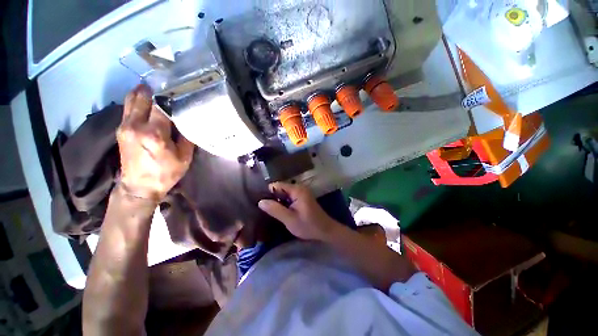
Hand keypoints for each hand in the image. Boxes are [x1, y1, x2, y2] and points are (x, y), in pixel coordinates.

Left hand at [116, 84, 194, 201]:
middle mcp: (136, 126)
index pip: (161, 106)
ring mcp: (125, 127)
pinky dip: (136, 102)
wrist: (139, 187)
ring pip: (131, 100)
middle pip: (142, 98)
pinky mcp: (120, 130)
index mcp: (154, 134)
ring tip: (154, 89)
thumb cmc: (166, 173)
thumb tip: (187, 121)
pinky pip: (127, 109)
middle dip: (154, 90)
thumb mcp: (184, 157)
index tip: (179, 91)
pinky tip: (144, 102)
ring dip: (142, 93)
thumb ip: (186, 137)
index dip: (170, 97)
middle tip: (166, 86)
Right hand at [258, 182, 340, 240]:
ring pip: (284, 193)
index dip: (267, 192)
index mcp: (297, 190)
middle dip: (272, 197)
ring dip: (277, 200)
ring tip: (269, 210)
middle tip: (263, 208)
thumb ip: (275, 209)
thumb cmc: (308, 225)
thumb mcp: (289, 219)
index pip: (276, 185)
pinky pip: (289, 196)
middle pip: (280, 188)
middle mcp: (299, 187)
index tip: (260, 202)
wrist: (325, 230)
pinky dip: (283, 202)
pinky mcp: (302, 197)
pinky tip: (279, 210)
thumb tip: (260, 201)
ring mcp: (301, 192)